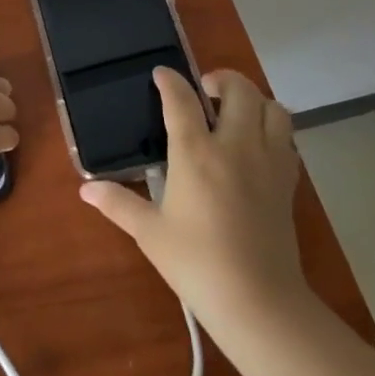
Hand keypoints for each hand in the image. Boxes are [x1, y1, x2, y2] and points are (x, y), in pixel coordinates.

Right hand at [80, 68, 314, 323]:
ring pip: (273, 108)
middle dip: (222, 79)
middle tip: (205, 90)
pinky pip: (287, 139)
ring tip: (235, 112)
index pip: (182, 100)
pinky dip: (273, 129)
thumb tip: (86, 189)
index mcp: (196, 153)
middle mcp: (235, 146)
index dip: (170, 80)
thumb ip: (118, 204)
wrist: (258, 301)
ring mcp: (268, 162)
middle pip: (239, 90)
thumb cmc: (196, 263)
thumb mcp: (149, 233)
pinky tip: (257, 145)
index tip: (161, 74)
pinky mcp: (288, 182)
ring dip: (255, 100)